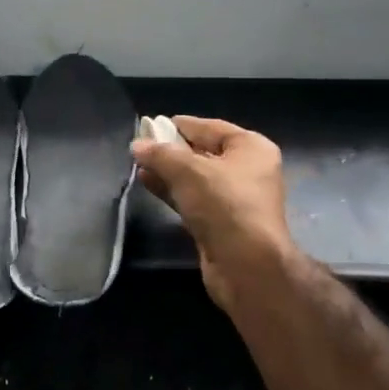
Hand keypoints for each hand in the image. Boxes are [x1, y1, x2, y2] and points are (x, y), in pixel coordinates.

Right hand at [131, 116, 294, 312]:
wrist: (246, 266)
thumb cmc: (224, 205)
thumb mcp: (189, 171)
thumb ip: (161, 155)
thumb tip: (137, 145)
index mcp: (251, 148)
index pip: (211, 127)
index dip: (181, 125)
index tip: (152, 124)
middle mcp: (247, 170)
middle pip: (204, 152)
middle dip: (172, 150)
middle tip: (142, 146)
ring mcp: (235, 199)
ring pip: (196, 178)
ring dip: (168, 172)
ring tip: (139, 165)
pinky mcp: (221, 223)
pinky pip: (193, 199)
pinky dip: (172, 191)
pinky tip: (148, 184)